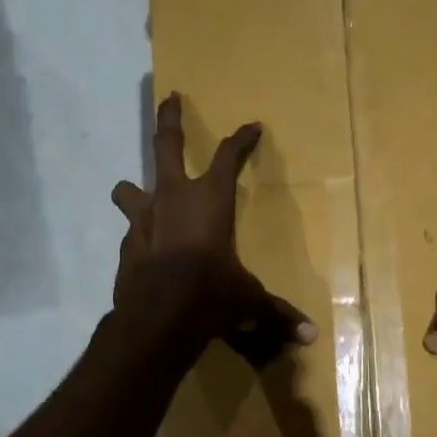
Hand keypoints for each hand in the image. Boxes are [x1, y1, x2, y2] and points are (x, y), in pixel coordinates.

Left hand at [111, 93, 317, 363]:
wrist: (158, 315)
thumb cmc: (211, 294)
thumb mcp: (248, 302)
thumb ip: (275, 314)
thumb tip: (310, 338)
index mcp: (211, 200)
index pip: (230, 157)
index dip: (242, 140)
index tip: (252, 126)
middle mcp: (174, 198)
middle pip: (167, 145)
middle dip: (170, 119)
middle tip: (169, 97)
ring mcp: (144, 219)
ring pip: (131, 188)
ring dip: (133, 188)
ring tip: (133, 190)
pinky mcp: (126, 244)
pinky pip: (130, 230)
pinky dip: (137, 232)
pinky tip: (143, 246)